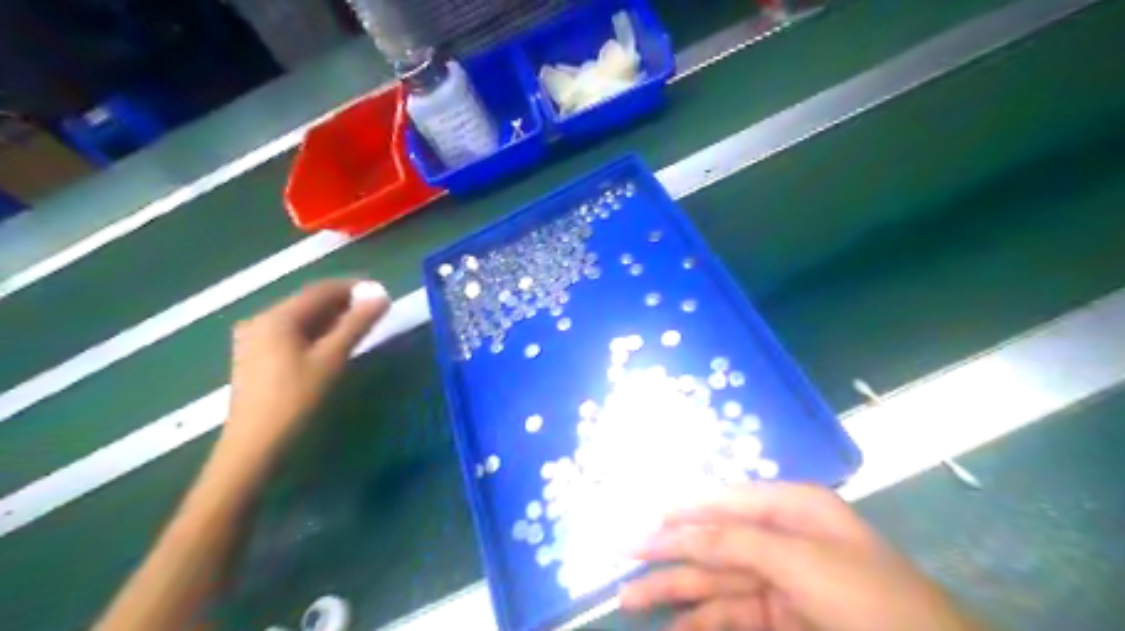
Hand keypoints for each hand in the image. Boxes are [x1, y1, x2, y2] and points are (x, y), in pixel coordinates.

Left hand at [217, 278, 390, 468]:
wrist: (255, 445)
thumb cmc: (296, 399)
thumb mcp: (332, 359)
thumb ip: (357, 324)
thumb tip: (382, 296)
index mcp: (277, 317)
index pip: (321, 289)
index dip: (353, 287)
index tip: (381, 292)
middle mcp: (261, 320)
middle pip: (309, 302)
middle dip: (343, 303)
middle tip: (375, 311)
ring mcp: (254, 339)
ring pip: (301, 318)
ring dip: (331, 318)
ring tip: (360, 326)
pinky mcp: (255, 356)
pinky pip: (291, 333)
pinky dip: (316, 332)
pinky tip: (332, 343)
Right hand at [619, 483, 986, 629]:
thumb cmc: (872, 599)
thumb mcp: (803, 562)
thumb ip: (738, 542)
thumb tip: (681, 529)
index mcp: (791, 508)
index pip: (722, 500)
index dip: (680, 508)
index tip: (640, 516)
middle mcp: (780, 536)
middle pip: (712, 541)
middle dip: (667, 551)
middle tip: (623, 558)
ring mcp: (780, 579)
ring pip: (714, 580)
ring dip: (674, 589)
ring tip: (630, 599)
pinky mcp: (780, 617)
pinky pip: (730, 613)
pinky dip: (701, 621)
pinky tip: (674, 629)